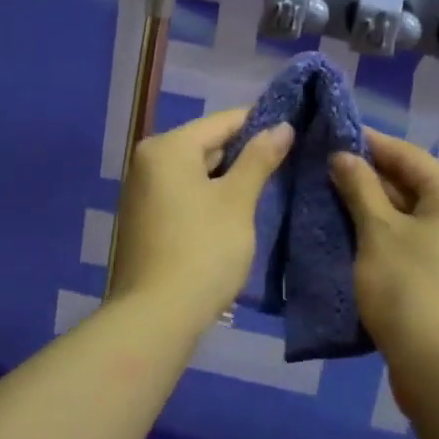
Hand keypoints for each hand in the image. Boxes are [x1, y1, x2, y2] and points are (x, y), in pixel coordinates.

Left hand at [106, 108, 293, 329]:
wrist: (156, 317)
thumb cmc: (203, 250)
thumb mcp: (238, 202)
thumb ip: (259, 159)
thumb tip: (282, 126)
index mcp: (168, 148)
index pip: (222, 122)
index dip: (261, 123)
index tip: (296, 128)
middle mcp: (148, 161)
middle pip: (207, 145)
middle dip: (245, 153)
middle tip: (288, 160)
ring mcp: (142, 192)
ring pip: (196, 172)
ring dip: (229, 178)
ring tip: (270, 185)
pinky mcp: (145, 220)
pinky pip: (184, 194)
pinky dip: (210, 197)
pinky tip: (237, 211)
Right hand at [330, 131, 438, 382]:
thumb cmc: (410, 289)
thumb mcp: (378, 232)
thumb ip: (359, 187)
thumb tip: (343, 156)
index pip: (407, 154)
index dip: (367, 143)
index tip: (330, 134)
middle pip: (411, 183)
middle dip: (367, 177)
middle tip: (323, 168)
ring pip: (410, 215)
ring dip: (372, 207)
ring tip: (329, 197)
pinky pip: (414, 241)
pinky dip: (385, 234)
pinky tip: (351, 234)